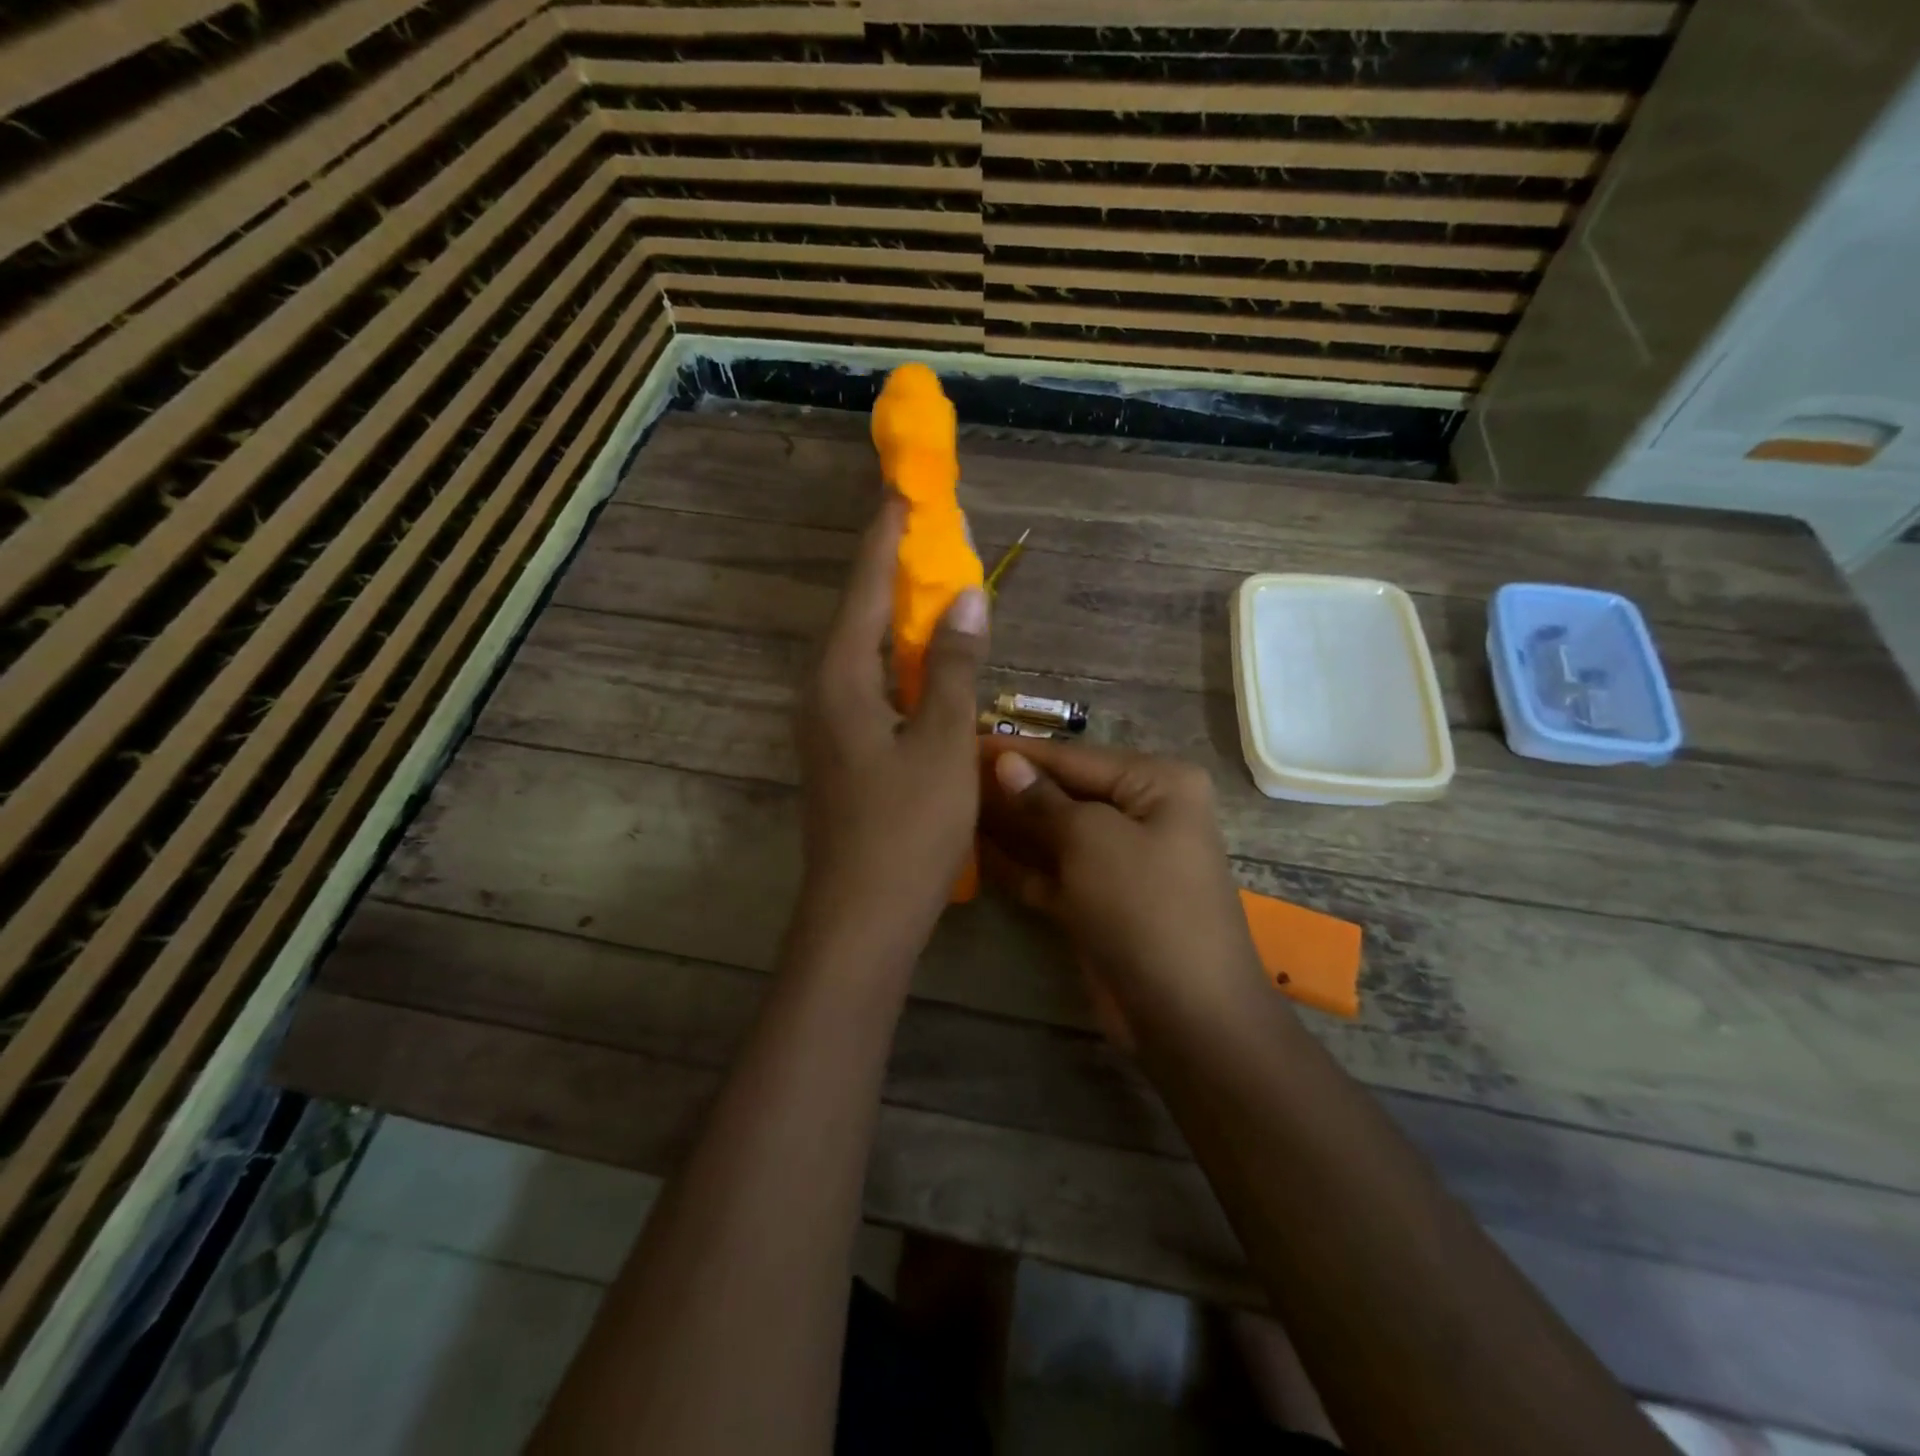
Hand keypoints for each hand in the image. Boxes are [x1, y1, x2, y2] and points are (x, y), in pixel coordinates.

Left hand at [792, 498, 988, 968]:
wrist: (862, 916)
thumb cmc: (907, 828)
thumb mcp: (943, 742)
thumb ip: (953, 666)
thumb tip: (967, 597)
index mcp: (840, 679)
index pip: (865, 587)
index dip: (885, 535)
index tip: (901, 487)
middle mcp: (822, 692)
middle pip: (858, 614)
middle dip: (890, 569)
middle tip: (923, 531)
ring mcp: (826, 725)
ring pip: (863, 653)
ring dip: (896, 617)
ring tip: (932, 585)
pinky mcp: (840, 752)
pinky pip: (869, 686)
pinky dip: (898, 662)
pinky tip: (924, 664)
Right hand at [978, 740, 1268, 1040]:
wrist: (1186, 1014)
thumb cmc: (1145, 906)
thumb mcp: (1092, 840)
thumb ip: (1044, 800)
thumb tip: (1006, 762)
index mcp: (1158, 784)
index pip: (1076, 757)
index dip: (1020, 752)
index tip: (967, 740)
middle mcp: (1144, 814)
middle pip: (1066, 793)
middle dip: (1013, 789)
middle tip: (952, 777)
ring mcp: (1123, 861)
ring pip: (1057, 834)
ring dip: (1012, 825)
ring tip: (954, 808)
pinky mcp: (1102, 901)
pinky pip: (1055, 872)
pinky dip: (1021, 865)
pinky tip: (975, 852)